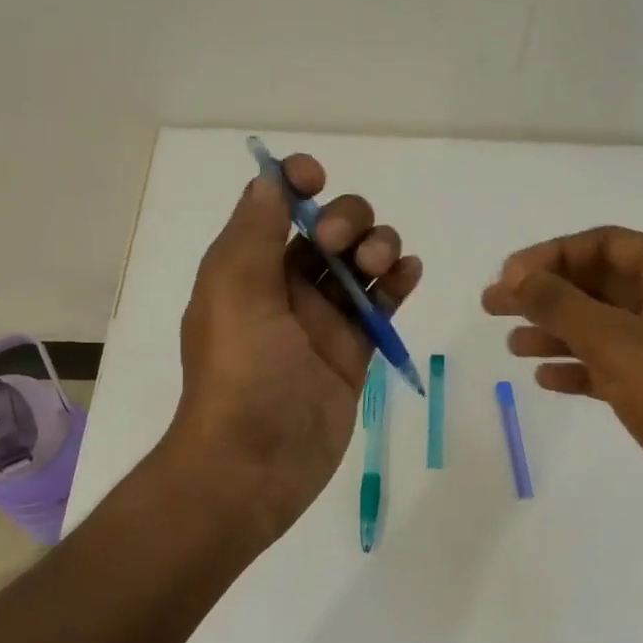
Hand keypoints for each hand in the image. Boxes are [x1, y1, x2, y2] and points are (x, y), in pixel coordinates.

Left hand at [169, 154, 421, 544]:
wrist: (255, 463)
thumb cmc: (240, 373)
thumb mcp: (234, 290)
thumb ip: (254, 230)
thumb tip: (271, 179)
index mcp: (249, 268)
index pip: (277, 207)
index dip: (297, 183)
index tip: (316, 178)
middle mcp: (286, 288)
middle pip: (330, 230)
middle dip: (348, 220)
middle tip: (344, 248)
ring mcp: (324, 321)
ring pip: (361, 264)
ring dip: (380, 247)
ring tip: (383, 267)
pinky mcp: (355, 352)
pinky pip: (381, 306)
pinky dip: (399, 282)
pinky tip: (409, 273)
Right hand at [482, 227, 642, 550]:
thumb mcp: (615, 341)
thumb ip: (560, 305)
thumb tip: (517, 278)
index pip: (603, 244)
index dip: (549, 256)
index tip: (506, 280)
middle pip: (601, 283)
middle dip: (547, 295)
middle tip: (493, 309)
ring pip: (606, 328)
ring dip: (558, 333)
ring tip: (512, 347)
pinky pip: (616, 367)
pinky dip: (581, 369)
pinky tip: (547, 380)